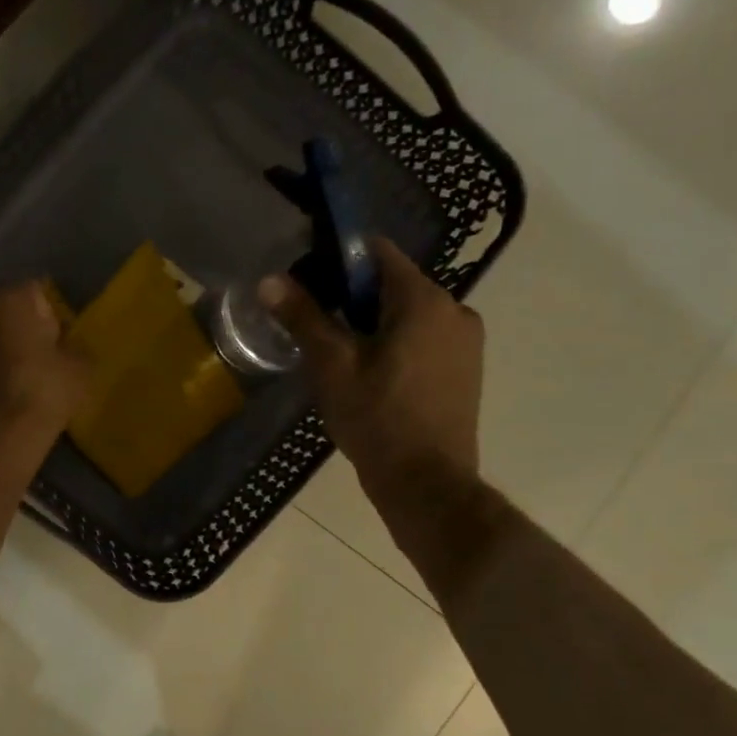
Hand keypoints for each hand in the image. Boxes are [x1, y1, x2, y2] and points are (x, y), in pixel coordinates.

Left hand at [0, 281, 91, 439]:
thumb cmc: (43, 393)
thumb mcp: (80, 369)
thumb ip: (74, 348)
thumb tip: (66, 348)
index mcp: (11, 299)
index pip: (36, 293)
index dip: (49, 316)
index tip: (57, 342)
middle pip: (2, 310)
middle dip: (16, 328)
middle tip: (33, 359)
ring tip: (7, 378)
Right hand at [261, 237, 483, 492]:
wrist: (427, 483)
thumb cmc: (376, 419)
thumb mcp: (331, 366)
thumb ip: (303, 317)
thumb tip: (270, 280)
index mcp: (424, 300)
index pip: (378, 252)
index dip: (338, 259)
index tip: (309, 283)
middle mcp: (455, 309)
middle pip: (394, 284)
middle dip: (353, 298)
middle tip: (316, 328)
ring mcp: (466, 341)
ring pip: (408, 314)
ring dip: (373, 324)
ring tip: (339, 357)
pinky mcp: (466, 368)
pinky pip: (424, 338)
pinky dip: (396, 344)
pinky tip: (371, 376)